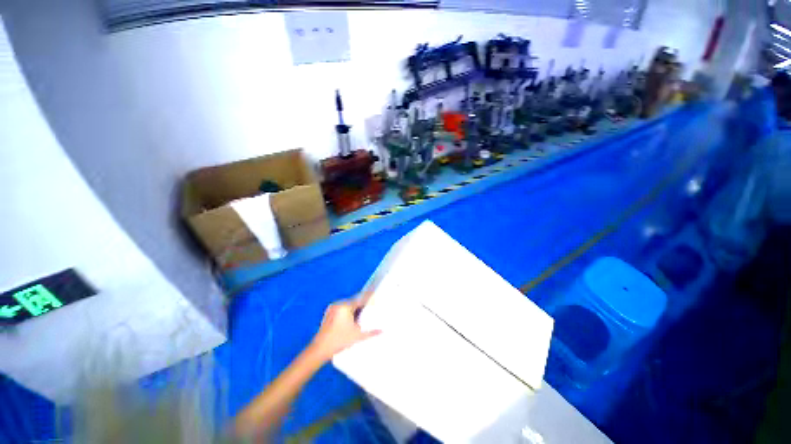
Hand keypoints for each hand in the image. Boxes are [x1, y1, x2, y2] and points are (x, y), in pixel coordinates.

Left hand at [309, 297, 380, 361]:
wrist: (319, 350)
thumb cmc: (339, 341)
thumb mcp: (357, 336)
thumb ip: (371, 332)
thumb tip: (382, 330)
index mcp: (345, 306)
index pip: (360, 299)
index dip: (369, 299)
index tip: (375, 298)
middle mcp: (338, 304)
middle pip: (354, 301)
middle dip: (362, 305)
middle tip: (370, 309)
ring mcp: (332, 308)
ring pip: (347, 305)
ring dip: (354, 308)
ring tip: (362, 315)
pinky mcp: (328, 313)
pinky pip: (341, 309)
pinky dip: (347, 311)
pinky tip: (351, 319)